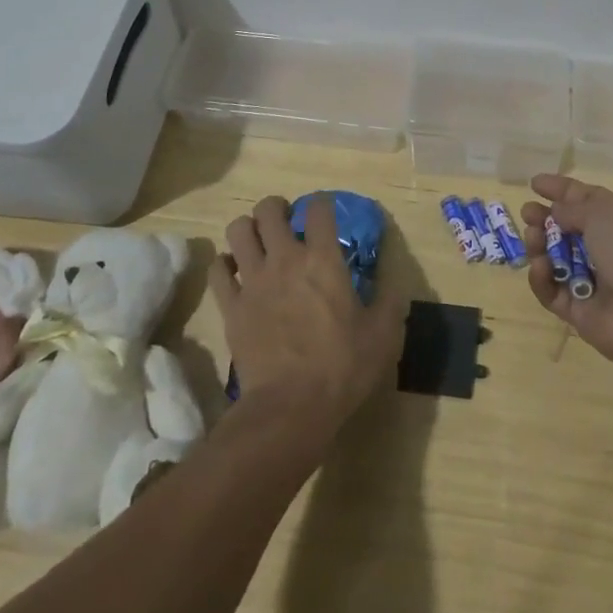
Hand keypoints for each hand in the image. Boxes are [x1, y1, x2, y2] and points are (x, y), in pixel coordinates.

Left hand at [210, 195, 405, 434]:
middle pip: (268, 209)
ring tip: (259, 243)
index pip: (318, 208)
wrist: (290, 408)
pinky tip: (235, 273)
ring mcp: (253, 281)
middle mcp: (285, 259)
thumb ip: (391, 300)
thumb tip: (395, 280)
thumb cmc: (342, 367)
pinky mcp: (231, 306)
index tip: (325, 214)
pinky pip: (217, 270)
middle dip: (277, 208)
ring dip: (248, 230)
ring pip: (238, 230)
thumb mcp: (383, 334)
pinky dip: (224, 265)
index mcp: (323, 259)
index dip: (322, 204)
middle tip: (287, 224)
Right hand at [521, 174, 612, 371]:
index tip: (534, 183)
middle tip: (527, 212)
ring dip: (541, 245)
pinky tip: (540, 267)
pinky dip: (543, 279)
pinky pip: (554, 291)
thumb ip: (573, 208)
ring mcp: (598, 283)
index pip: (589, 198)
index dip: (562, 190)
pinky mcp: (582, 312)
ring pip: (558, 260)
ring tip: (532, 238)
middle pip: (570, 230)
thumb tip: (557, 213)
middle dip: (546, 219)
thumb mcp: (604, 212)